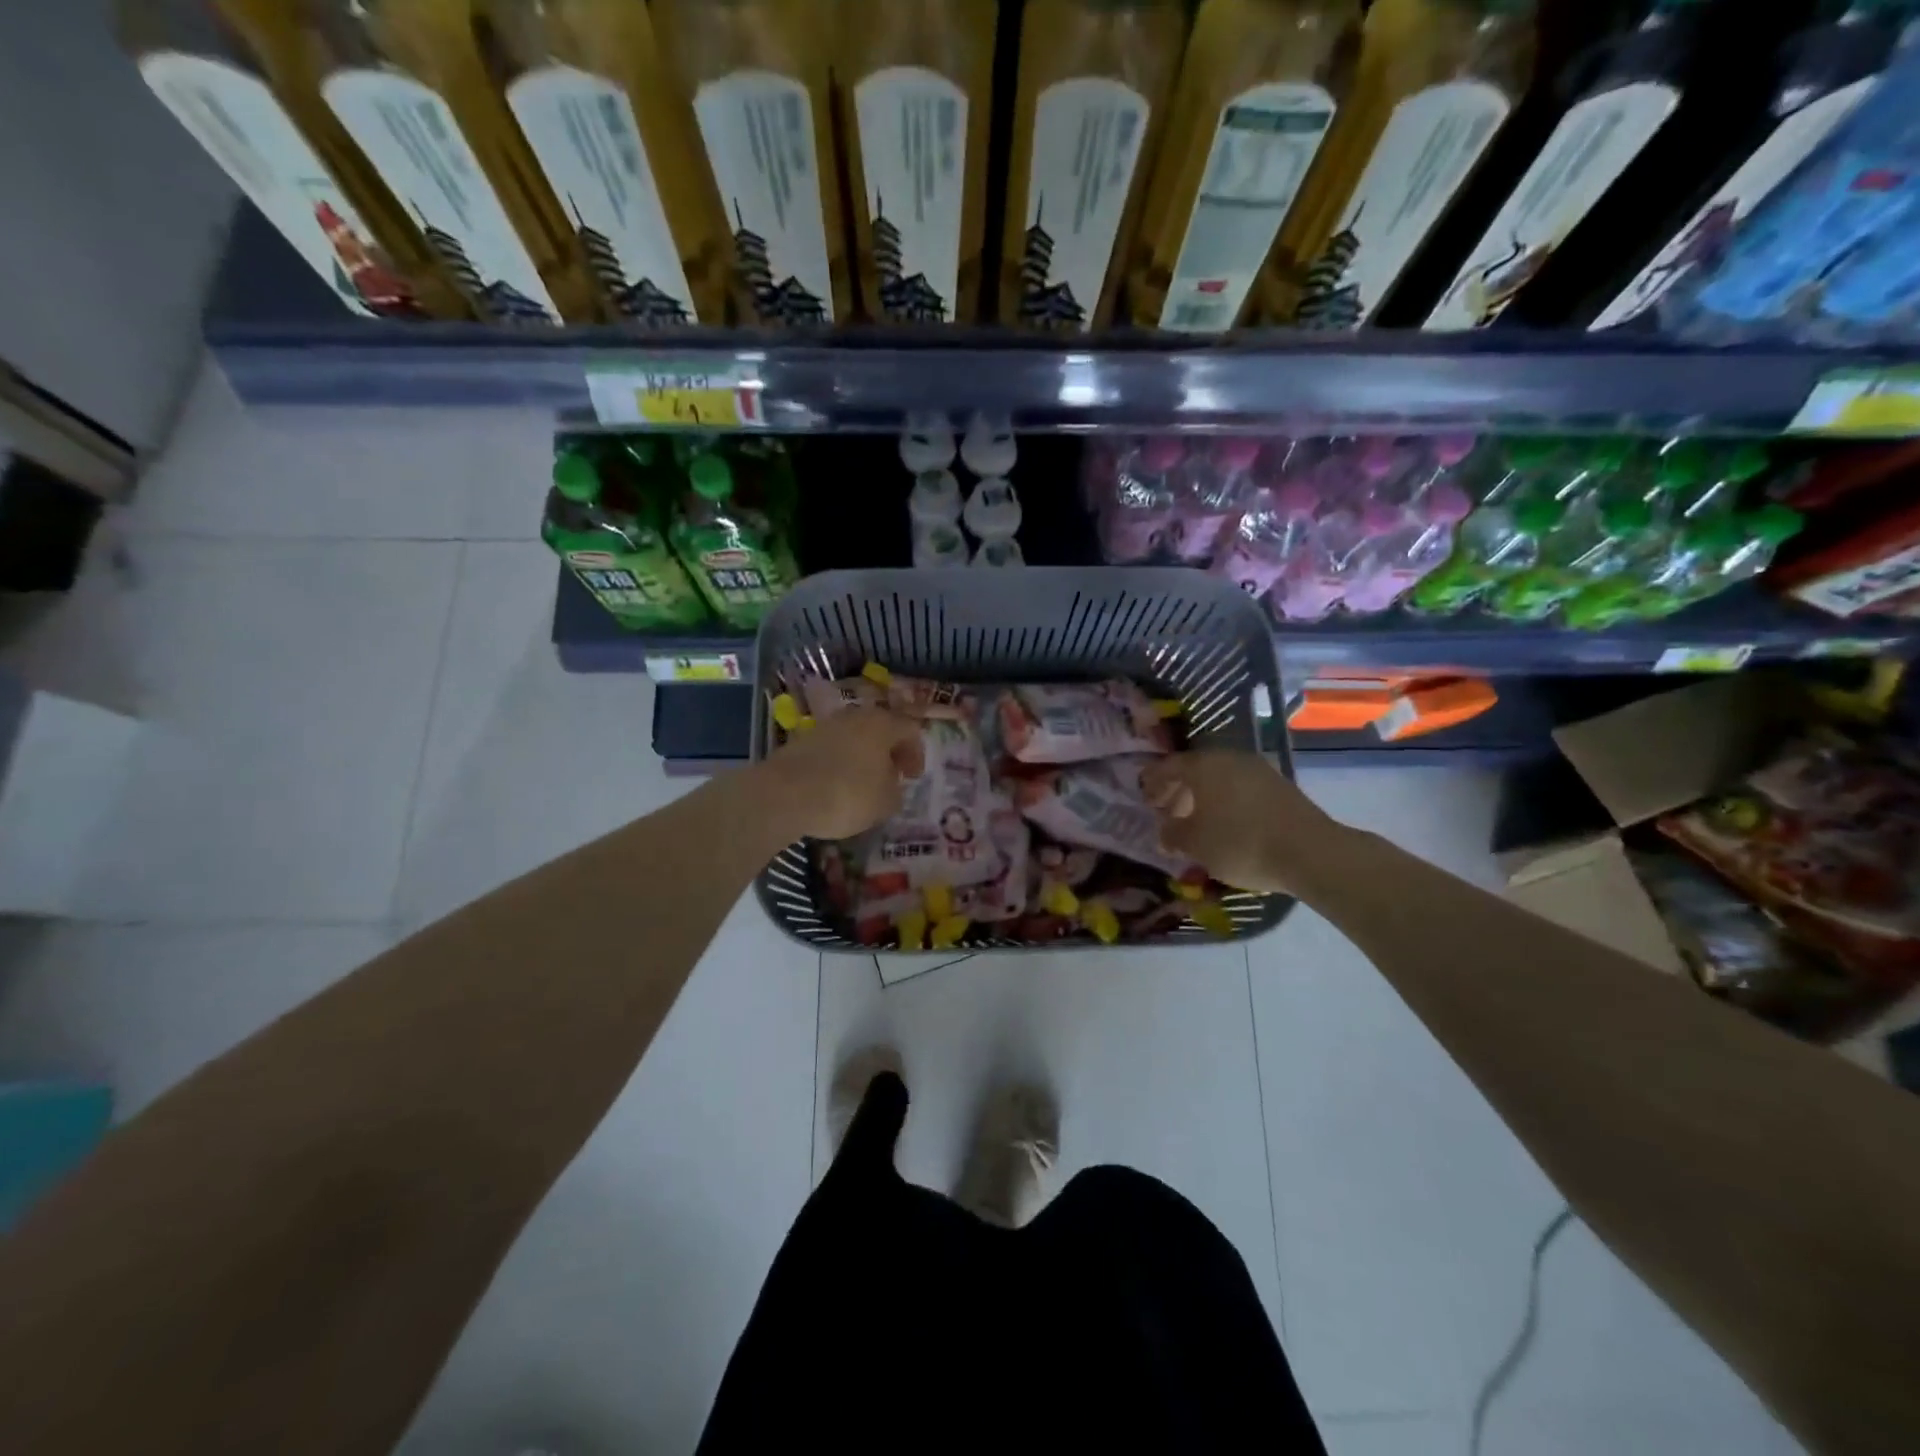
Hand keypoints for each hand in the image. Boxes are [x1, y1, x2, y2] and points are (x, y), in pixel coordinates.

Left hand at [763, 707, 925, 840]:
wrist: (785, 794)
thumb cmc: (848, 794)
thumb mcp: (886, 802)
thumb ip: (896, 791)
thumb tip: (891, 786)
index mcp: (882, 724)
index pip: (910, 729)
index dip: (916, 753)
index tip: (912, 777)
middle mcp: (854, 717)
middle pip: (879, 729)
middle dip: (888, 753)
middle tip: (890, 777)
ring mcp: (824, 726)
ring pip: (853, 738)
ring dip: (862, 757)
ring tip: (862, 785)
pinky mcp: (801, 741)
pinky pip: (830, 749)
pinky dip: (838, 763)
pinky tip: (834, 786)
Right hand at [1141, 750, 1333, 894]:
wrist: (1310, 852)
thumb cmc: (1240, 843)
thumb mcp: (1195, 844)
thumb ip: (1173, 834)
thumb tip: (1165, 830)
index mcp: (1203, 765)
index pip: (1168, 766)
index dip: (1152, 781)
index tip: (1144, 796)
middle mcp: (1229, 758)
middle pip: (1195, 770)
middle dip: (1178, 790)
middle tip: (1166, 811)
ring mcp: (1258, 769)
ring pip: (1220, 779)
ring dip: (1203, 796)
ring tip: (1196, 821)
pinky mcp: (1279, 785)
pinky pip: (1240, 788)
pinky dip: (1226, 801)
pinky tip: (1225, 823)